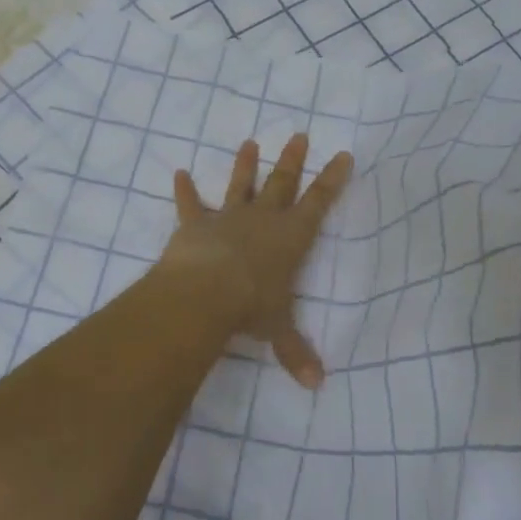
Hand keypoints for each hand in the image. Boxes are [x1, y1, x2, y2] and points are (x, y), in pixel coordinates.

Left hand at [157, 134, 352, 388]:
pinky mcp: (195, 224)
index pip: (319, 202)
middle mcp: (263, 220)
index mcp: (290, 237)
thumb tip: (317, 385)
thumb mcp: (278, 330)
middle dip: (292, 160)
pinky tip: (177, 172)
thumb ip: (296, 352)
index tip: (342, 154)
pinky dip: (183, 190)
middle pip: (282, 182)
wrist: (205, 292)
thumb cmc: (251, 306)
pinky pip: (189, 204)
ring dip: (244, 165)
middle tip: (299, 134)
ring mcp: (227, 218)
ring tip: (249, 143)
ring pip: (239, 185)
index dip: (332, 179)